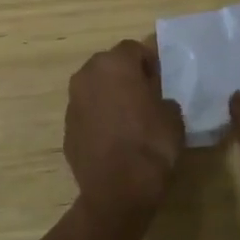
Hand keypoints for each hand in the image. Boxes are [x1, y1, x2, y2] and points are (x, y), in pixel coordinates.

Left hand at [64, 40, 185, 222]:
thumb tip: (156, 101)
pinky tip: (115, 139)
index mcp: (114, 64)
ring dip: (110, 96)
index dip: (150, 62)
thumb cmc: (150, 144)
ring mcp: (73, 102)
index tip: (161, 80)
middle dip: (126, 76)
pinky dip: (99, 119)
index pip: (134, 49)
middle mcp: (87, 75)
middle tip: (145, 95)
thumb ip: (162, 98)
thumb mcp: (173, 116)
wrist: (117, 190)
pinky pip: (87, 113)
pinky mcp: (66, 128)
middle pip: (110, 65)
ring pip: (95, 89)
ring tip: (129, 119)